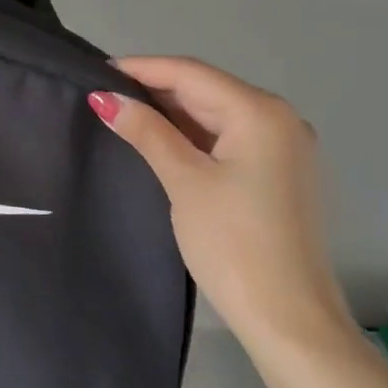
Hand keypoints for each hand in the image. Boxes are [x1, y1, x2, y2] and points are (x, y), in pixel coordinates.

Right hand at [90, 57, 354, 349]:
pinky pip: (230, 137)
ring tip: (124, 112)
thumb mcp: (184, 182)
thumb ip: (147, 132)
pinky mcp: (280, 172)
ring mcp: (284, 146)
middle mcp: (279, 118)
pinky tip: (163, 139)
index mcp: (260, 112)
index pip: (191, 73)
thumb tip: (105, 98)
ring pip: (218, 114)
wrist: (290, 319)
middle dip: (156, 89)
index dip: (142, 69)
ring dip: (174, 112)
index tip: (96, 71)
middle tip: (105, 94)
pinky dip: (195, 135)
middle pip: (207, 90)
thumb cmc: (233, 244)